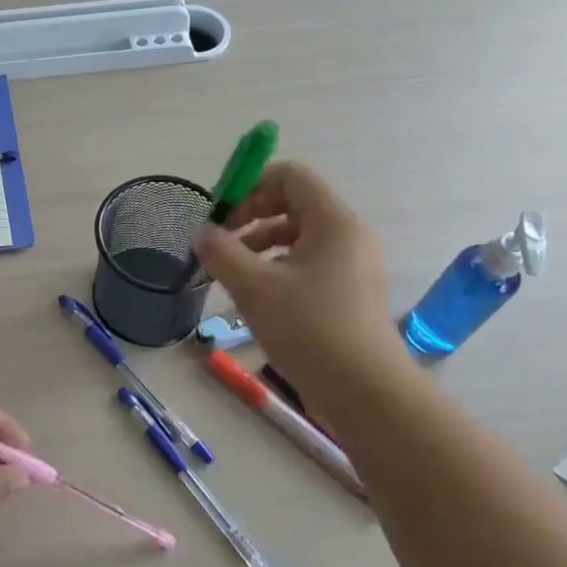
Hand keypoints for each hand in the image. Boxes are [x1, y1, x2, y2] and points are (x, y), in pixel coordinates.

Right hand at [192, 162, 411, 395]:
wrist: (365, 391)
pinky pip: (309, 262)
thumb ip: (221, 252)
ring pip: (298, 236)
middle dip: (251, 217)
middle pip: (293, 204)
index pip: (289, 175)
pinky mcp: (350, 291)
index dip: (250, 186)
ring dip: (260, 245)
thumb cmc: (308, 328)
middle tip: (221, 244)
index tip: (222, 215)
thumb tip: (202, 232)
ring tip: (233, 275)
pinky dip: (278, 268)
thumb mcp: (253, 287)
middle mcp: (347, 235)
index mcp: (331, 221)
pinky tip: (257, 297)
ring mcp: (352, 264)